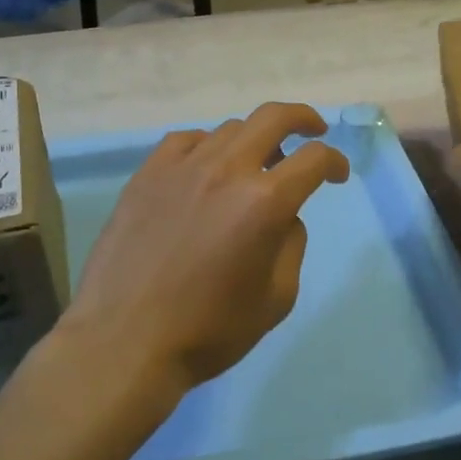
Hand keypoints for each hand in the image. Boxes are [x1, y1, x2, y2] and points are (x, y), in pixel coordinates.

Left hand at [61, 102, 350, 395]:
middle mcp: (226, 170)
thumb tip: (284, 216)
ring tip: (253, 166)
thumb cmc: (208, 330)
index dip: (334, 161)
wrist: (124, 342)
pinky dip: (207, 147)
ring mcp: (182, 167)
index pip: (314, 159)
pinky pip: (186, 141)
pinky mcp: (147, 174)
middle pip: (273, 117)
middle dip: (302, 119)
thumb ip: (291, 245)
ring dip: (253, 141)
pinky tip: (205, 167)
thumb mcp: (276, 299)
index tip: (337, 174)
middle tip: (313, 131)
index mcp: (264, 201)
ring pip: (229, 129)